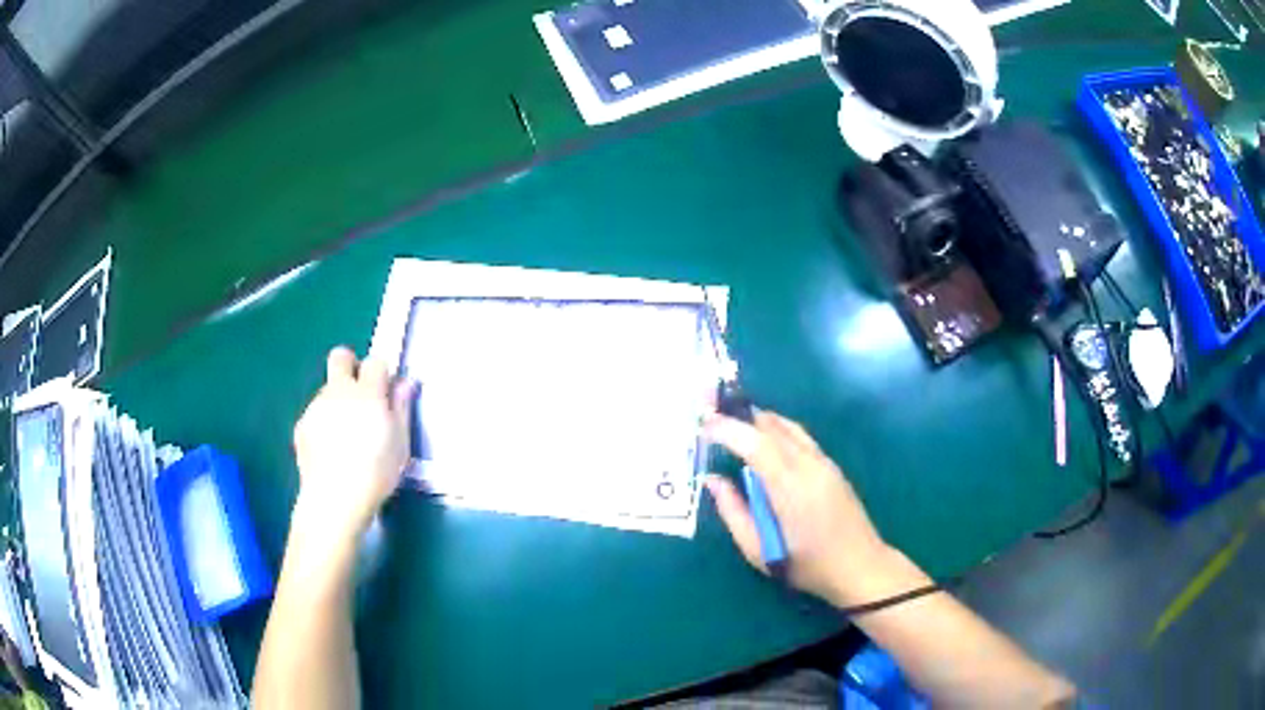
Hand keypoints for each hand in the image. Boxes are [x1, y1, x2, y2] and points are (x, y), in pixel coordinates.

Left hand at [292, 347, 416, 540]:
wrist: (335, 499)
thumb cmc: (376, 472)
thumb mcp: (400, 443)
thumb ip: (401, 408)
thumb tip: (406, 383)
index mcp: (367, 392)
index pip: (375, 361)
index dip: (382, 374)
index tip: (387, 393)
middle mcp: (338, 391)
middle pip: (341, 356)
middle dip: (351, 366)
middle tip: (361, 395)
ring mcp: (316, 406)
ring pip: (328, 388)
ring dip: (338, 401)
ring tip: (347, 436)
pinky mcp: (301, 424)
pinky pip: (316, 413)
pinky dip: (324, 423)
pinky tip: (332, 450)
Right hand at [704, 410, 892, 605]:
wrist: (860, 566)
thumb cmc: (807, 565)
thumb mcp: (759, 550)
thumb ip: (733, 512)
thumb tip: (712, 481)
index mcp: (789, 486)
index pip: (755, 443)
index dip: (727, 428)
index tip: (702, 423)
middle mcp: (808, 465)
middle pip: (772, 426)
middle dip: (740, 417)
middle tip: (712, 415)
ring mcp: (824, 462)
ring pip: (788, 427)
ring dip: (760, 420)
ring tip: (734, 423)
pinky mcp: (831, 466)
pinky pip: (800, 436)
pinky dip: (777, 430)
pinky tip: (765, 440)